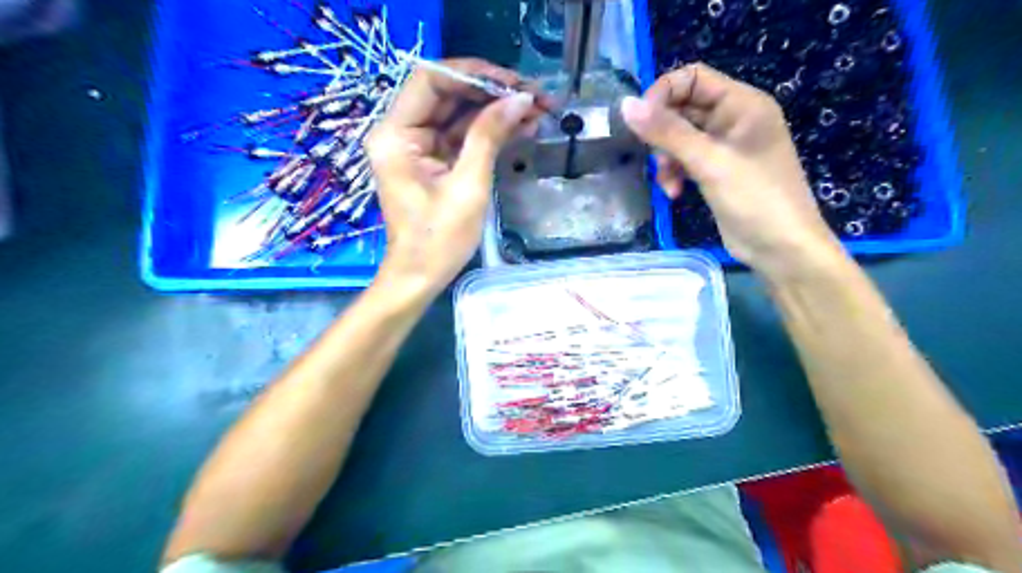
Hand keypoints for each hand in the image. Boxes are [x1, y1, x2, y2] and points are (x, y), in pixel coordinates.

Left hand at [368, 59, 542, 294]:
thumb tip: (520, 99)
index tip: (512, 83)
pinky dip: (490, 132)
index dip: (473, 74)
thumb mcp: (468, 186)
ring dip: (496, 111)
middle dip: (492, 92)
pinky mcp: (434, 162)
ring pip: (459, 114)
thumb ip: (489, 136)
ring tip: (538, 110)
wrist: (421, 277)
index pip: (431, 80)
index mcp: (396, 135)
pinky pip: (462, 136)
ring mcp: (418, 147)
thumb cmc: (439, 239)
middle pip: (447, 94)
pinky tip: (522, 127)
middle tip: (534, 95)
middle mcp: (402, 133)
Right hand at [624, 63, 846, 277]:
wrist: (780, 248)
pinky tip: (673, 194)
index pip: (693, 78)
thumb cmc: (754, 197)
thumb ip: (667, 132)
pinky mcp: (716, 171)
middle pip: (683, 109)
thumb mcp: (709, 161)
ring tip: (667, 182)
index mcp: (742, 103)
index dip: (663, 94)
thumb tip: (626, 105)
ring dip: (666, 159)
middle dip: (663, 134)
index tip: (640, 122)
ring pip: (680, 138)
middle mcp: (733, 119)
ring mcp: (725, 147)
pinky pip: (685, 161)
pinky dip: (674, 174)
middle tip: (655, 158)